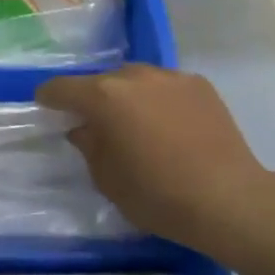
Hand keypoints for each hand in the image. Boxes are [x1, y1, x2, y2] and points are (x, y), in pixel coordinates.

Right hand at [37, 64, 274, 249]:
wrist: (229, 199)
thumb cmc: (157, 194)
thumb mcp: (107, 179)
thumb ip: (89, 146)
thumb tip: (85, 129)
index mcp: (104, 96)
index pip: (62, 88)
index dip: (49, 97)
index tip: (46, 106)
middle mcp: (134, 76)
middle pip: (102, 81)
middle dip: (94, 99)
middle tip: (97, 124)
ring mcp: (170, 77)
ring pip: (136, 80)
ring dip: (128, 96)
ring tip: (136, 123)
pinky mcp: (200, 85)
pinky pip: (166, 87)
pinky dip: (159, 100)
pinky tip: (170, 126)